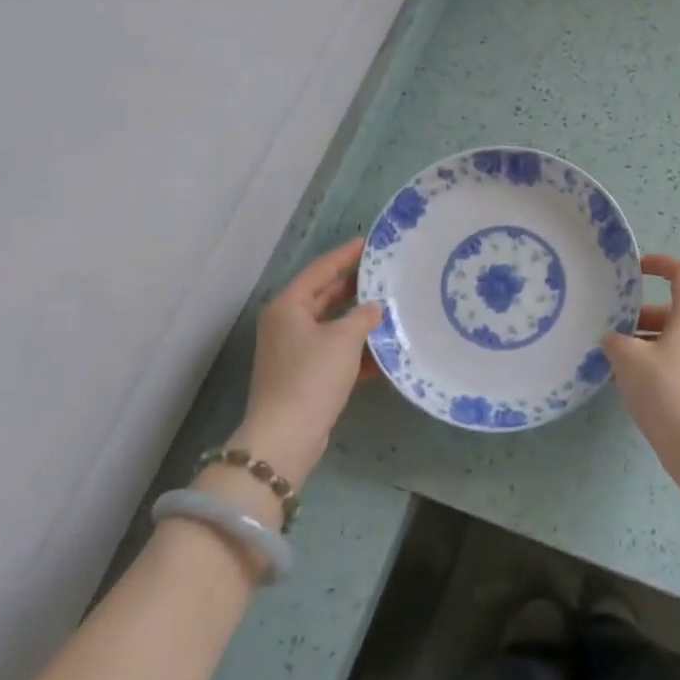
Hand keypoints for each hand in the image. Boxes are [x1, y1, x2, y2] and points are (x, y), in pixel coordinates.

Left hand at [234, 238, 380, 484]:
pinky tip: (385, 351)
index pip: (322, 269)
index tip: (372, 242)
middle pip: (326, 295)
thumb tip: (374, 307)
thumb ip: (363, 316)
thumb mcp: (344, 339)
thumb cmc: (312, 376)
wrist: (286, 437)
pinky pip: (335, 352)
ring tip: (393, 307)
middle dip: (356, 286)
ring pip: (333, 324)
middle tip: (387, 272)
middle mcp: (287, 323)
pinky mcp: (305, 375)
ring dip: (360, 319)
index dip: (347, 254)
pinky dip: (357, 350)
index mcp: (289, 305)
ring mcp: (294, 351)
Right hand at [602, 254, 679, 455]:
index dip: (661, 264)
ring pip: (666, 338)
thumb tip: (612, 339)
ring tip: (608, 356)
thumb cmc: (665, 390)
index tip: (635, 269)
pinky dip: (645, 363)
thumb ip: (615, 341)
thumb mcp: (629, 359)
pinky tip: (619, 381)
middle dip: (638, 313)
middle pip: (670, 309)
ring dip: (638, 341)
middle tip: (610, 323)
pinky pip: (667, 361)